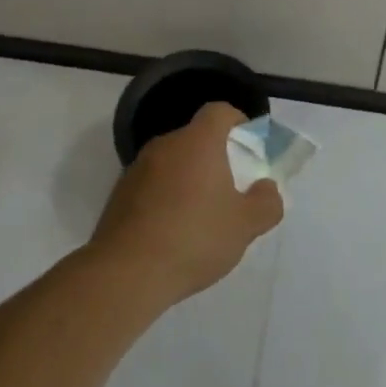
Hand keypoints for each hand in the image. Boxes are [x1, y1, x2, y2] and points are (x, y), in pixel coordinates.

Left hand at [89, 102, 283, 307]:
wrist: (124, 275)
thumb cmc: (193, 238)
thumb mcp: (245, 226)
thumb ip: (266, 203)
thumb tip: (267, 188)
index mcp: (198, 142)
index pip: (219, 111)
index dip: (237, 122)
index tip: (248, 146)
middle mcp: (165, 145)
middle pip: (195, 138)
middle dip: (214, 156)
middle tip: (230, 187)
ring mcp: (137, 170)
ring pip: (172, 162)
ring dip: (188, 178)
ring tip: (200, 216)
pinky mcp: (118, 196)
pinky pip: (151, 185)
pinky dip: (165, 198)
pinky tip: (172, 233)